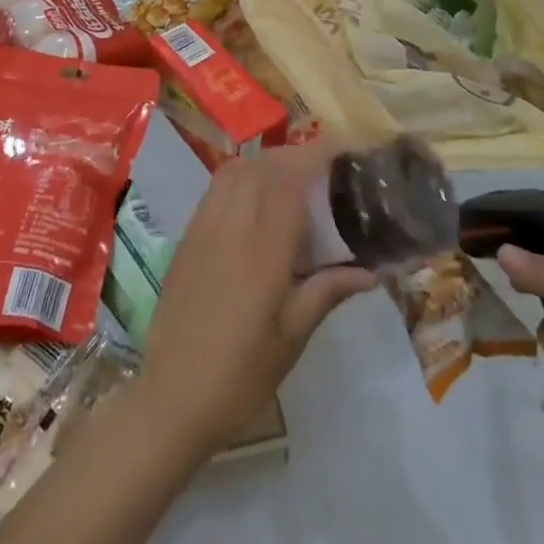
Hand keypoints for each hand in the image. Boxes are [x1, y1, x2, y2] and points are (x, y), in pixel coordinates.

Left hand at [137, 146, 375, 459]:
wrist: (172, 396)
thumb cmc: (241, 375)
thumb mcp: (292, 338)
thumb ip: (327, 292)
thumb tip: (371, 271)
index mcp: (262, 251)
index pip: (290, 182)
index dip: (317, 155)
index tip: (344, 147)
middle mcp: (230, 227)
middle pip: (263, 167)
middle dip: (295, 155)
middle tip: (325, 166)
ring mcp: (203, 228)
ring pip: (235, 171)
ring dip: (266, 162)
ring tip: (293, 177)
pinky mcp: (187, 237)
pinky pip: (216, 189)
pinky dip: (240, 177)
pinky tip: (255, 199)